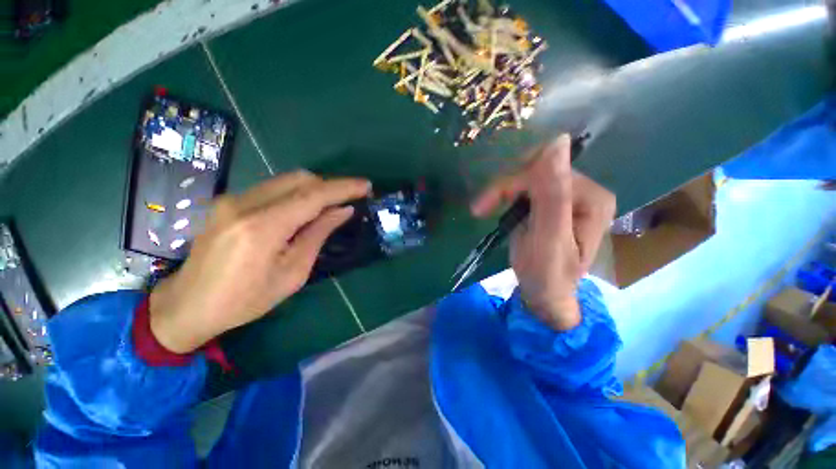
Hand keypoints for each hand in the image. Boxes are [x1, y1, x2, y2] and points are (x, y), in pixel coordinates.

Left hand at [149, 171, 370, 352]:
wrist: (188, 305)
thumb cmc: (246, 300)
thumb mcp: (293, 273)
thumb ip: (318, 234)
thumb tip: (343, 211)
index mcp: (262, 228)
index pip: (313, 195)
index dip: (343, 188)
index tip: (366, 186)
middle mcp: (244, 204)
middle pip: (299, 179)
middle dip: (331, 185)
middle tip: (351, 198)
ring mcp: (232, 199)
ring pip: (286, 180)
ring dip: (315, 188)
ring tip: (332, 203)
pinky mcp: (229, 201)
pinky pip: (273, 188)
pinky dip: (297, 193)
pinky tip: (305, 209)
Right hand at [471, 135, 615, 330]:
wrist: (545, 295)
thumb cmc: (547, 274)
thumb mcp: (548, 237)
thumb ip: (553, 194)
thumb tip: (558, 141)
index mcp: (591, 197)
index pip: (545, 172)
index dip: (512, 184)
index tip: (485, 204)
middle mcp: (584, 190)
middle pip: (537, 173)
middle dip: (505, 189)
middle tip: (480, 208)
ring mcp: (567, 196)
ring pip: (528, 179)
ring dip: (502, 192)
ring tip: (484, 209)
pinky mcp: (552, 203)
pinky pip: (526, 188)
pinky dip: (506, 196)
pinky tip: (498, 207)